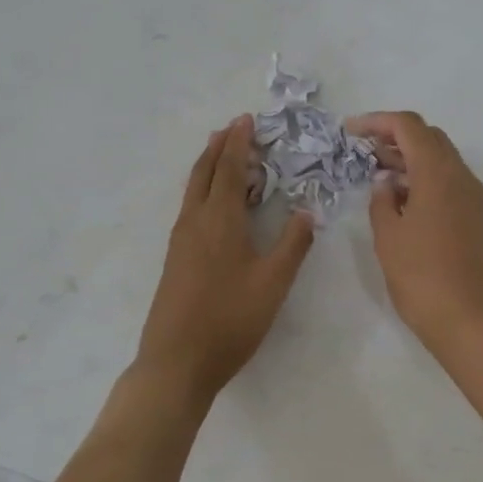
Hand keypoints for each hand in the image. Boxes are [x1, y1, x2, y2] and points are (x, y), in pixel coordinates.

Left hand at [134, 117, 314, 404]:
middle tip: (233, 128)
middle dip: (218, 147)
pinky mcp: (176, 259)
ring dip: (208, 166)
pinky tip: (214, 203)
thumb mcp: (274, 282)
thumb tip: (306, 212)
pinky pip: (190, 208)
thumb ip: (293, 244)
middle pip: (203, 173)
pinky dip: (204, 190)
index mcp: (219, 221)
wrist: (177, 361)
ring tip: (221, 154)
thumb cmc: (231, 319)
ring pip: (193, 190)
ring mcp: (180, 241)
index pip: (228, 170)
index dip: (239, 144)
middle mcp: (194, 223)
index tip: (246, 120)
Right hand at [348, 111, 482, 356]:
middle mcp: (461, 177)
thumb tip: (387, 182)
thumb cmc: (421, 277)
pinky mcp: (475, 216)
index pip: (409, 127)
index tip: (350, 131)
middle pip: (429, 137)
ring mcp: (472, 197)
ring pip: (441, 159)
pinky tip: (401, 197)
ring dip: (411, 157)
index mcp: (438, 174)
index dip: (378, 122)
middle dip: (395, 136)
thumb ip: (382, 200)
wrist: (468, 320)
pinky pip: (449, 181)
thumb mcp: (388, 237)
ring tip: (377, 172)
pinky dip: (424, 177)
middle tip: (363, 151)